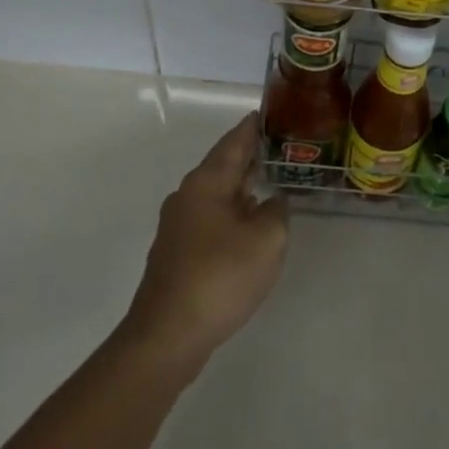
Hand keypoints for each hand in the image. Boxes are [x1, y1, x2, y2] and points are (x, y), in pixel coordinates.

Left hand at [122, 113, 289, 366]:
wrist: (167, 336)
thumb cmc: (220, 277)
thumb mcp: (267, 239)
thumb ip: (277, 211)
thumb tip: (271, 202)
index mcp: (207, 182)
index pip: (234, 141)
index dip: (253, 127)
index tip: (269, 112)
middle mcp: (187, 196)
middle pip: (223, 166)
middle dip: (250, 157)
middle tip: (282, 148)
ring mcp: (178, 226)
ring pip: (217, 194)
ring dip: (242, 188)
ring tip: (271, 184)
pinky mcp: (177, 253)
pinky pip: (211, 219)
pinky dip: (233, 213)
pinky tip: (249, 228)